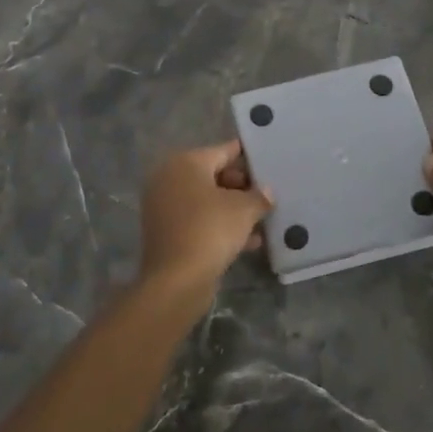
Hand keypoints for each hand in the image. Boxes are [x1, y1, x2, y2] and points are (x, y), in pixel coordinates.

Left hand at [139, 141, 273, 302]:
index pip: (223, 151)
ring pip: (207, 201)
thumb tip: (266, 192)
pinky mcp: (167, 232)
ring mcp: (165, 206)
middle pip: (213, 175)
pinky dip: (220, 226)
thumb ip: (259, 196)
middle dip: (242, 186)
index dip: (247, 156)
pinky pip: (199, 220)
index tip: (267, 160)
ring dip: (233, 209)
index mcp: (185, 163)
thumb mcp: (244, 210)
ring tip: (263, 219)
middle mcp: (170, 178)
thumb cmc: (210, 230)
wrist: (176, 279)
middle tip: (267, 195)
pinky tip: (250, 241)